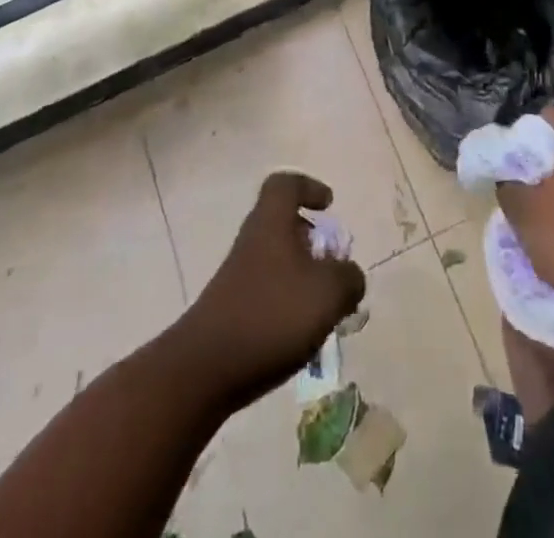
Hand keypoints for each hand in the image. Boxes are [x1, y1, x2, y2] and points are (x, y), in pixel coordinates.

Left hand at [176, 171, 366, 410]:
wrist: (204, 370)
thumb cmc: (272, 315)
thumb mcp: (328, 293)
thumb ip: (349, 278)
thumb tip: (349, 276)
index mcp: (272, 222)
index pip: (285, 184)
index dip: (309, 188)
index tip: (328, 206)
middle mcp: (253, 240)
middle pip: (284, 225)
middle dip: (314, 243)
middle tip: (335, 268)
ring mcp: (239, 276)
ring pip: (279, 262)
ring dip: (305, 279)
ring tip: (326, 311)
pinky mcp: (232, 310)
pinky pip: (268, 293)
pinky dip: (289, 306)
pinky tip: (303, 337)